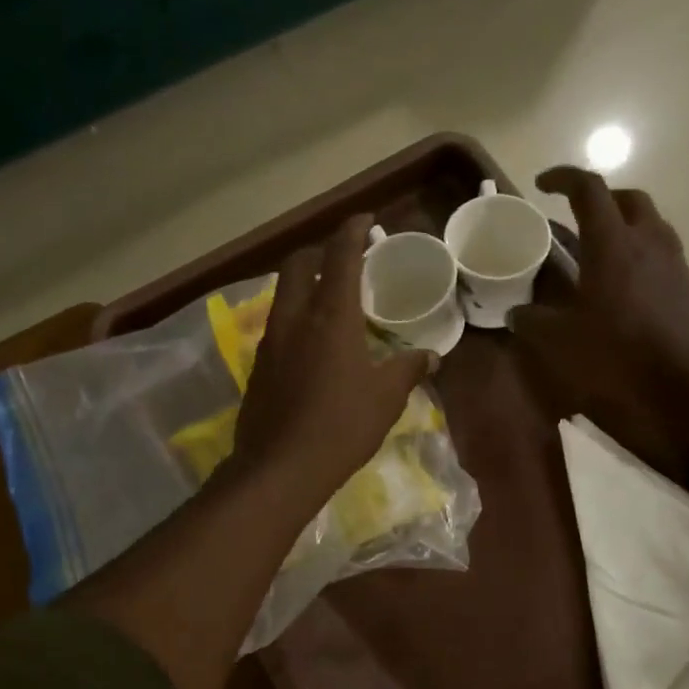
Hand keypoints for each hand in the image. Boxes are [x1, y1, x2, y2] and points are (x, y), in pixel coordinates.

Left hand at [232, 215, 436, 508]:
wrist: (280, 468)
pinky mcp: (258, 368)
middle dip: (319, 252)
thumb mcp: (386, 398)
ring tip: (330, 303)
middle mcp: (294, 318)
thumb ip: (407, 370)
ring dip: (304, 286)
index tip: (365, 220)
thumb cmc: (341, 426)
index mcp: (330, 316)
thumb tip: (430, 356)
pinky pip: (277, 327)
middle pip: (297, 264)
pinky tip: (312, 346)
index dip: (352, 231)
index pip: (339, 256)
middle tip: (343, 261)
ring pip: (283, 296)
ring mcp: (270, 342)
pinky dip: (295, 320)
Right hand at [511, 167, 688, 476]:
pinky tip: (625, 290)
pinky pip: (662, 257)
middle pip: (628, 199)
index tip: (543, 184)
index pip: (589, 190)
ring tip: (600, 253)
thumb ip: (533, 322)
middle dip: (601, 199)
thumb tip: (516, 314)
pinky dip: (640, 258)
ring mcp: (675, 264)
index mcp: (613, 244)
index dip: (564, 178)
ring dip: (624, 227)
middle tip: (577, 217)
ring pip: (650, 225)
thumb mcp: (561, 342)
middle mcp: (648, 242)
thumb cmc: (621, 355)